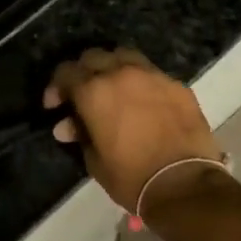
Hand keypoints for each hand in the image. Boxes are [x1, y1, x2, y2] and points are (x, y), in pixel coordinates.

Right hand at [44, 48, 223, 213]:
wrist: (185, 184)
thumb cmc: (132, 177)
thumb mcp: (95, 161)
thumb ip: (81, 136)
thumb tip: (67, 126)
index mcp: (94, 91)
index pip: (66, 72)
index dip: (56, 87)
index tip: (56, 105)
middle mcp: (121, 73)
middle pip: (94, 57)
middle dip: (83, 73)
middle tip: (83, 95)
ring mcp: (152, 75)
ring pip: (125, 56)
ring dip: (113, 68)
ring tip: (114, 90)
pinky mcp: (176, 85)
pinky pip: (152, 74)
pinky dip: (142, 83)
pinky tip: (144, 103)